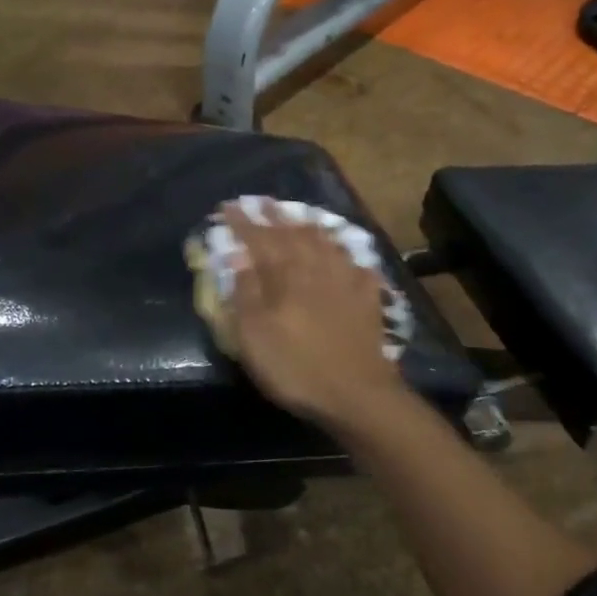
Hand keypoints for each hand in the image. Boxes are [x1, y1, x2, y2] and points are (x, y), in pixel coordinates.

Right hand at [221, 203, 407, 426]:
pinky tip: (347, 255)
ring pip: (326, 243)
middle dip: (275, 216)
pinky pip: (357, 266)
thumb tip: (238, 256)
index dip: (242, 222)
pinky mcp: (368, 299)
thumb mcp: (254, 335)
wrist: (357, 394)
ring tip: (300, 217)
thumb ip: (245, 292)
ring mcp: (346, 281)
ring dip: (309, 227)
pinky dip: (347, 255)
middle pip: (293, 234)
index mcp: (284, 275)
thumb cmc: (295, 366)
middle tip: (262, 201)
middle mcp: (315, 268)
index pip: (258, 239)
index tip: (228, 207)